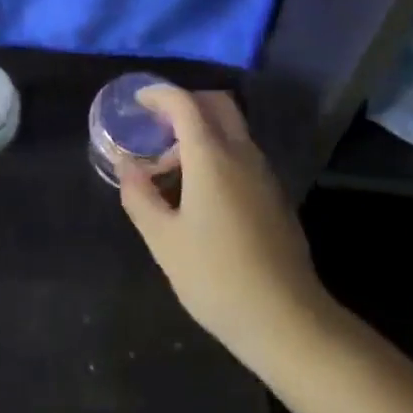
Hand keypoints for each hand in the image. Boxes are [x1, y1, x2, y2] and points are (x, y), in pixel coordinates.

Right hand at [118, 87, 332, 370]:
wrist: (286, 319)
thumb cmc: (216, 278)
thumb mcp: (164, 241)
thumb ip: (140, 197)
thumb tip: (127, 166)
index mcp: (212, 156)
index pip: (185, 103)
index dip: (160, 94)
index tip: (139, 100)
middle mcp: (242, 153)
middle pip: (216, 104)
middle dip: (186, 103)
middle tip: (158, 126)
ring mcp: (264, 172)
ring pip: (232, 129)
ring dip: (202, 132)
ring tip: (172, 169)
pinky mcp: (275, 194)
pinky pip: (242, 154)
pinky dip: (218, 153)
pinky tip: (201, 192)